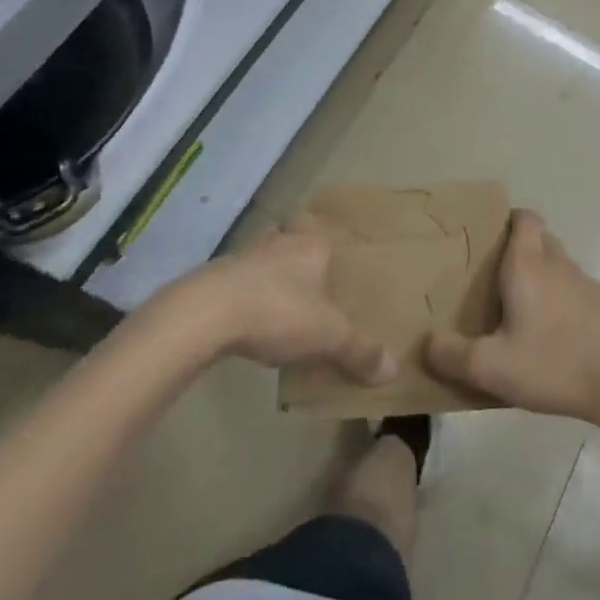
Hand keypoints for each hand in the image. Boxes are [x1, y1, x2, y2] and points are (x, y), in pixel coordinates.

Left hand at [179, 219, 396, 384]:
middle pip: (291, 237)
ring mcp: (244, 256)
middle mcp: (280, 242)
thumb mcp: (327, 336)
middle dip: (297, 255)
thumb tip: (393, 370)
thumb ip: (359, 351)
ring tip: (279, 301)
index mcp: (311, 245)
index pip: (320, 229)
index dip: (325, 242)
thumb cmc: (277, 311)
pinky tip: (248, 318)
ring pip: (263, 256)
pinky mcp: (215, 277)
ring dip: (269, 273)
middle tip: (308, 281)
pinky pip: (238, 279)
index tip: (331, 260)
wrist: (206, 313)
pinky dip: (245, 293)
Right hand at [425, 211, 599, 427]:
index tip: (487, 238)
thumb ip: (453, 355)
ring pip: (557, 265)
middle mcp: (557, 264)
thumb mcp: (493, 367)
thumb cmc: (554, 362)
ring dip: (540, 276)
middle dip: (518, 249)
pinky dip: (559, 301)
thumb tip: (426, 344)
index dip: (507, 220)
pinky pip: (573, 291)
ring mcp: (585, 284)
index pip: (523, 218)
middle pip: (539, 238)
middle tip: (493, 276)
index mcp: (528, 264)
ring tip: (517, 309)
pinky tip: (549, 336)